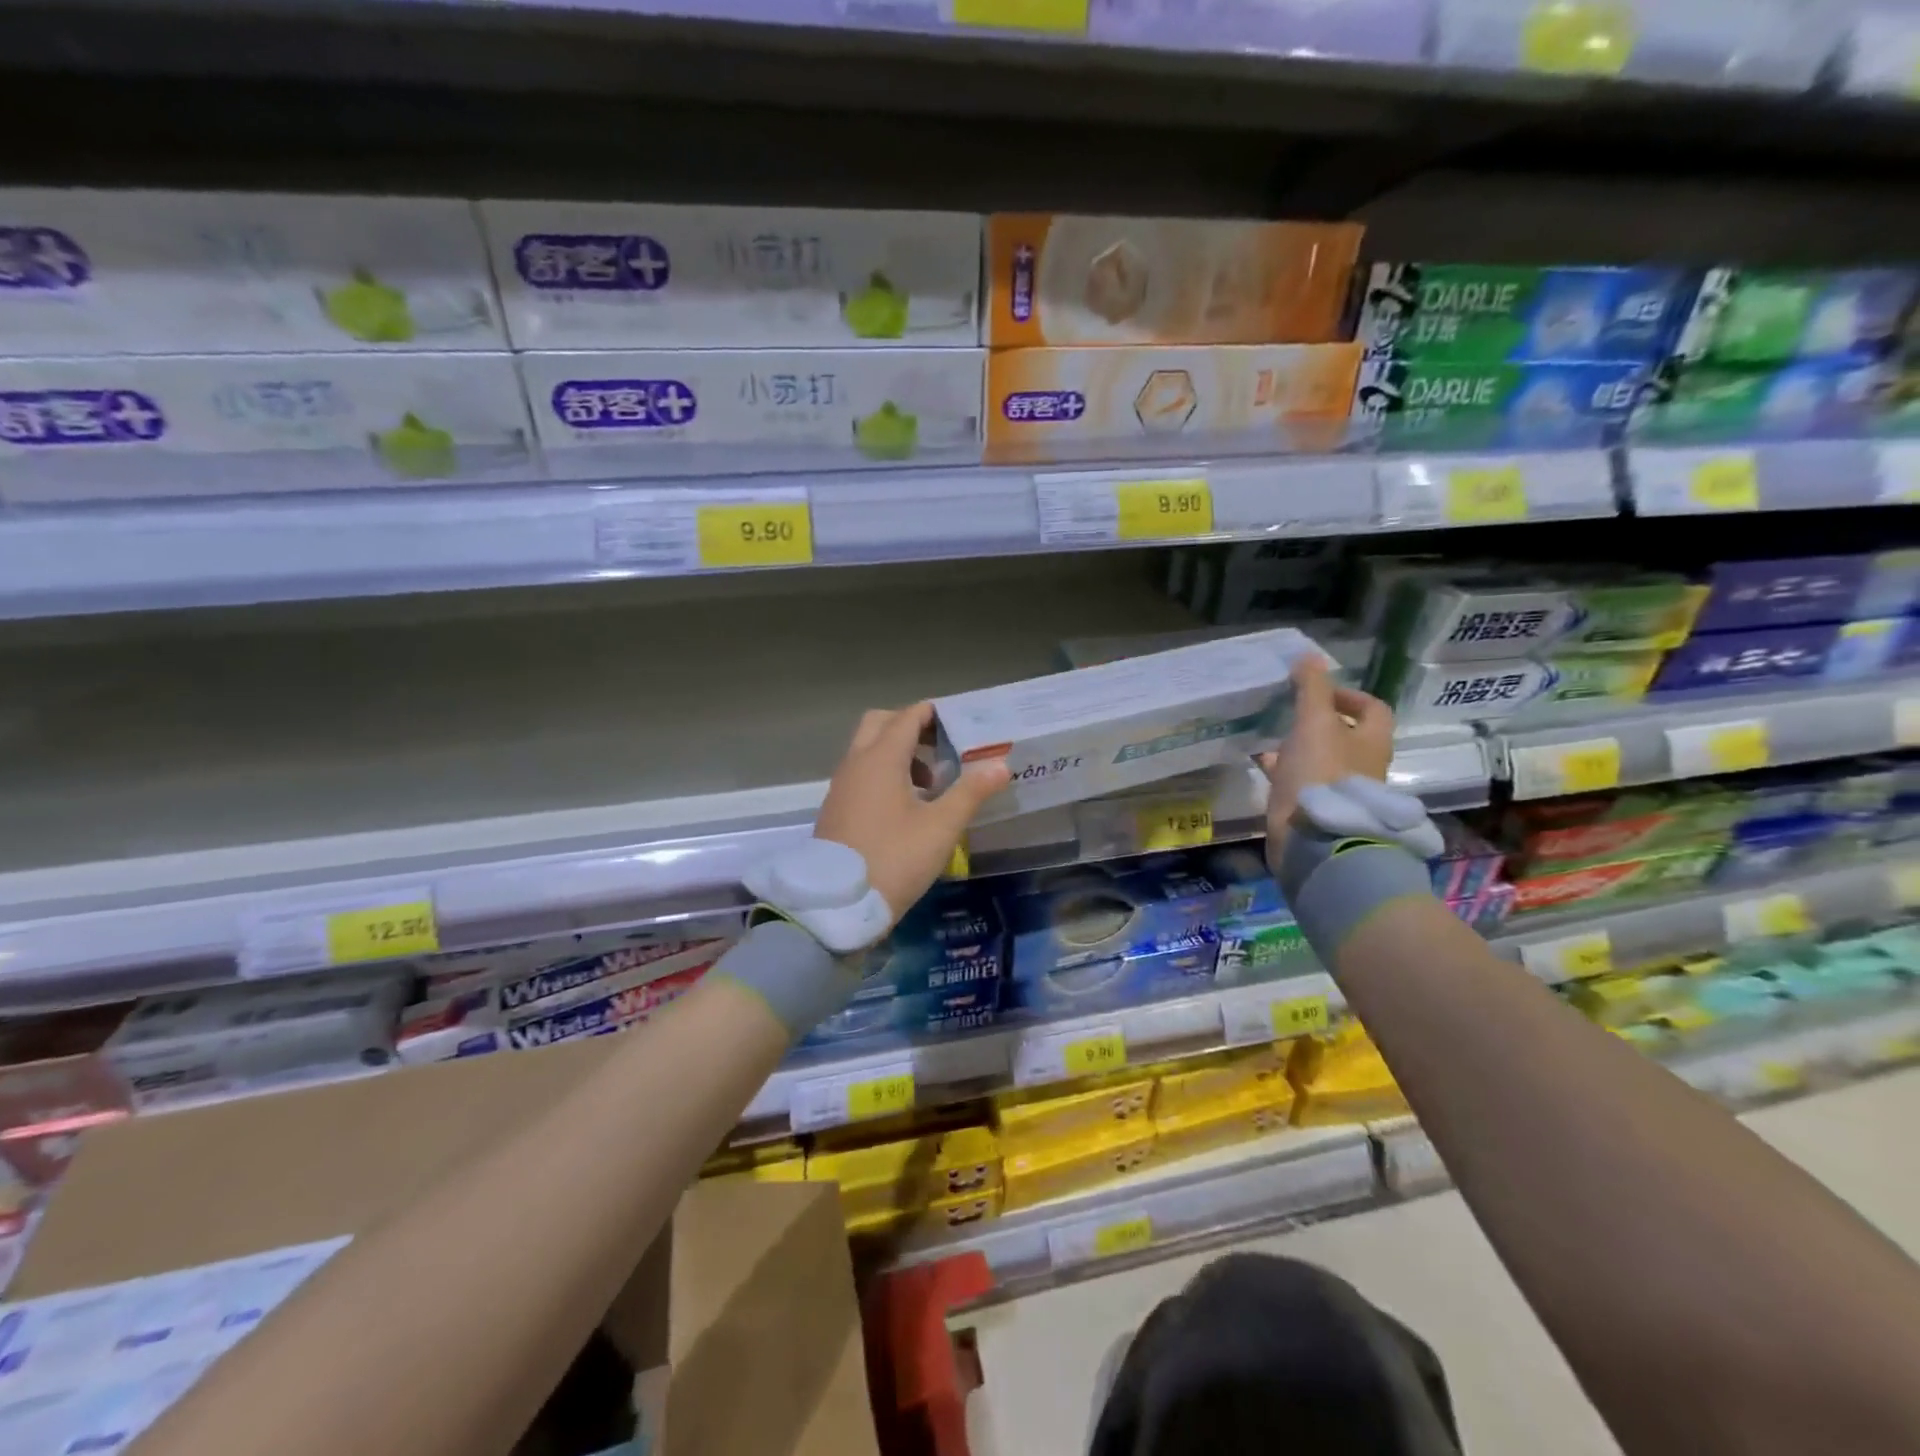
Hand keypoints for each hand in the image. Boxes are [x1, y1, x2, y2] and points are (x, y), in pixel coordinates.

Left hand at [814, 703, 1011, 921]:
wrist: (838, 904)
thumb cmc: (894, 858)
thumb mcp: (941, 827)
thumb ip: (970, 792)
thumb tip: (1000, 765)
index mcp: (881, 759)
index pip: (907, 717)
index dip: (933, 714)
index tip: (959, 721)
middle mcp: (856, 763)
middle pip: (880, 723)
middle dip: (910, 726)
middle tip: (941, 745)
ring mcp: (841, 786)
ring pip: (867, 749)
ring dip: (897, 752)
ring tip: (931, 782)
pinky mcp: (836, 808)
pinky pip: (860, 773)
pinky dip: (883, 773)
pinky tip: (906, 805)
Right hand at [1257, 656, 1395, 855]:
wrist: (1315, 838)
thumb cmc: (1321, 773)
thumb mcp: (1314, 723)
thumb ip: (1311, 689)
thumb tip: (1309, 655)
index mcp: (1372, 742)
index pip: (1373, 709)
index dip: (1348, 695)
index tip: (1318, 691)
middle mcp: (1363, 765)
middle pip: (1347, 736)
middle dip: (1320, 722)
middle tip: (1291, 712)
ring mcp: (1341, 790)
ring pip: (1322, 759)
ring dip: (1301, 747)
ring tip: (1272, 736)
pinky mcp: (1317, 810)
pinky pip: (1303, 782)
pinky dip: (1287, 771)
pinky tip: (1264, 765)